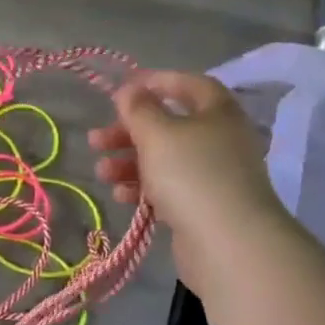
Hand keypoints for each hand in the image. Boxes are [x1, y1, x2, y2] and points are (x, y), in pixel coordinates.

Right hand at [87, 70, 283, 274]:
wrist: (228, 243)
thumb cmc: (191, 174)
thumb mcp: (157, 133)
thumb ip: (139, 109)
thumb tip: (130, 90)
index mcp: (218, 113)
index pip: (190, 85)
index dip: (158, 81)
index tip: (125, 89)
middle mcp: (220, 140)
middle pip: (169, 126)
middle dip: (129, 131)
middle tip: (96, 140)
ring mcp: (213, 176)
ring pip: (164, 160)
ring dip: (129, 162)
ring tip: (101, 172)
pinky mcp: (203, 206)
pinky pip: (168, 188)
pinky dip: (143, 188)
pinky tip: (121, 195)